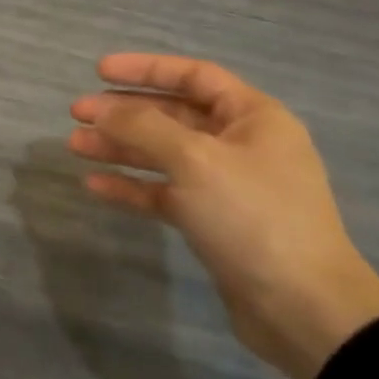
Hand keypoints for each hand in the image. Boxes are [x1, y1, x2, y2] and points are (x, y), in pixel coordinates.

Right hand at [69, 53, 378, 378]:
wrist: (303, 309)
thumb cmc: (253, 216)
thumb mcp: (195, 160)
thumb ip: (144, 127)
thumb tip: (102, 109)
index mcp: (253, 117)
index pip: (193, 76)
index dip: (145, 69)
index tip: (99, 71)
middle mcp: (241, 144)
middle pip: (173, 115)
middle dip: (124, 112)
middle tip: (77, 113)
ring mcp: (226, 186)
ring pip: (164, 155)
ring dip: (121, 148)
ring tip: (76, 146)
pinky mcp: (212, 222)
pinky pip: (165, 193)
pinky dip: (133, 186)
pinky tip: (95, 185)